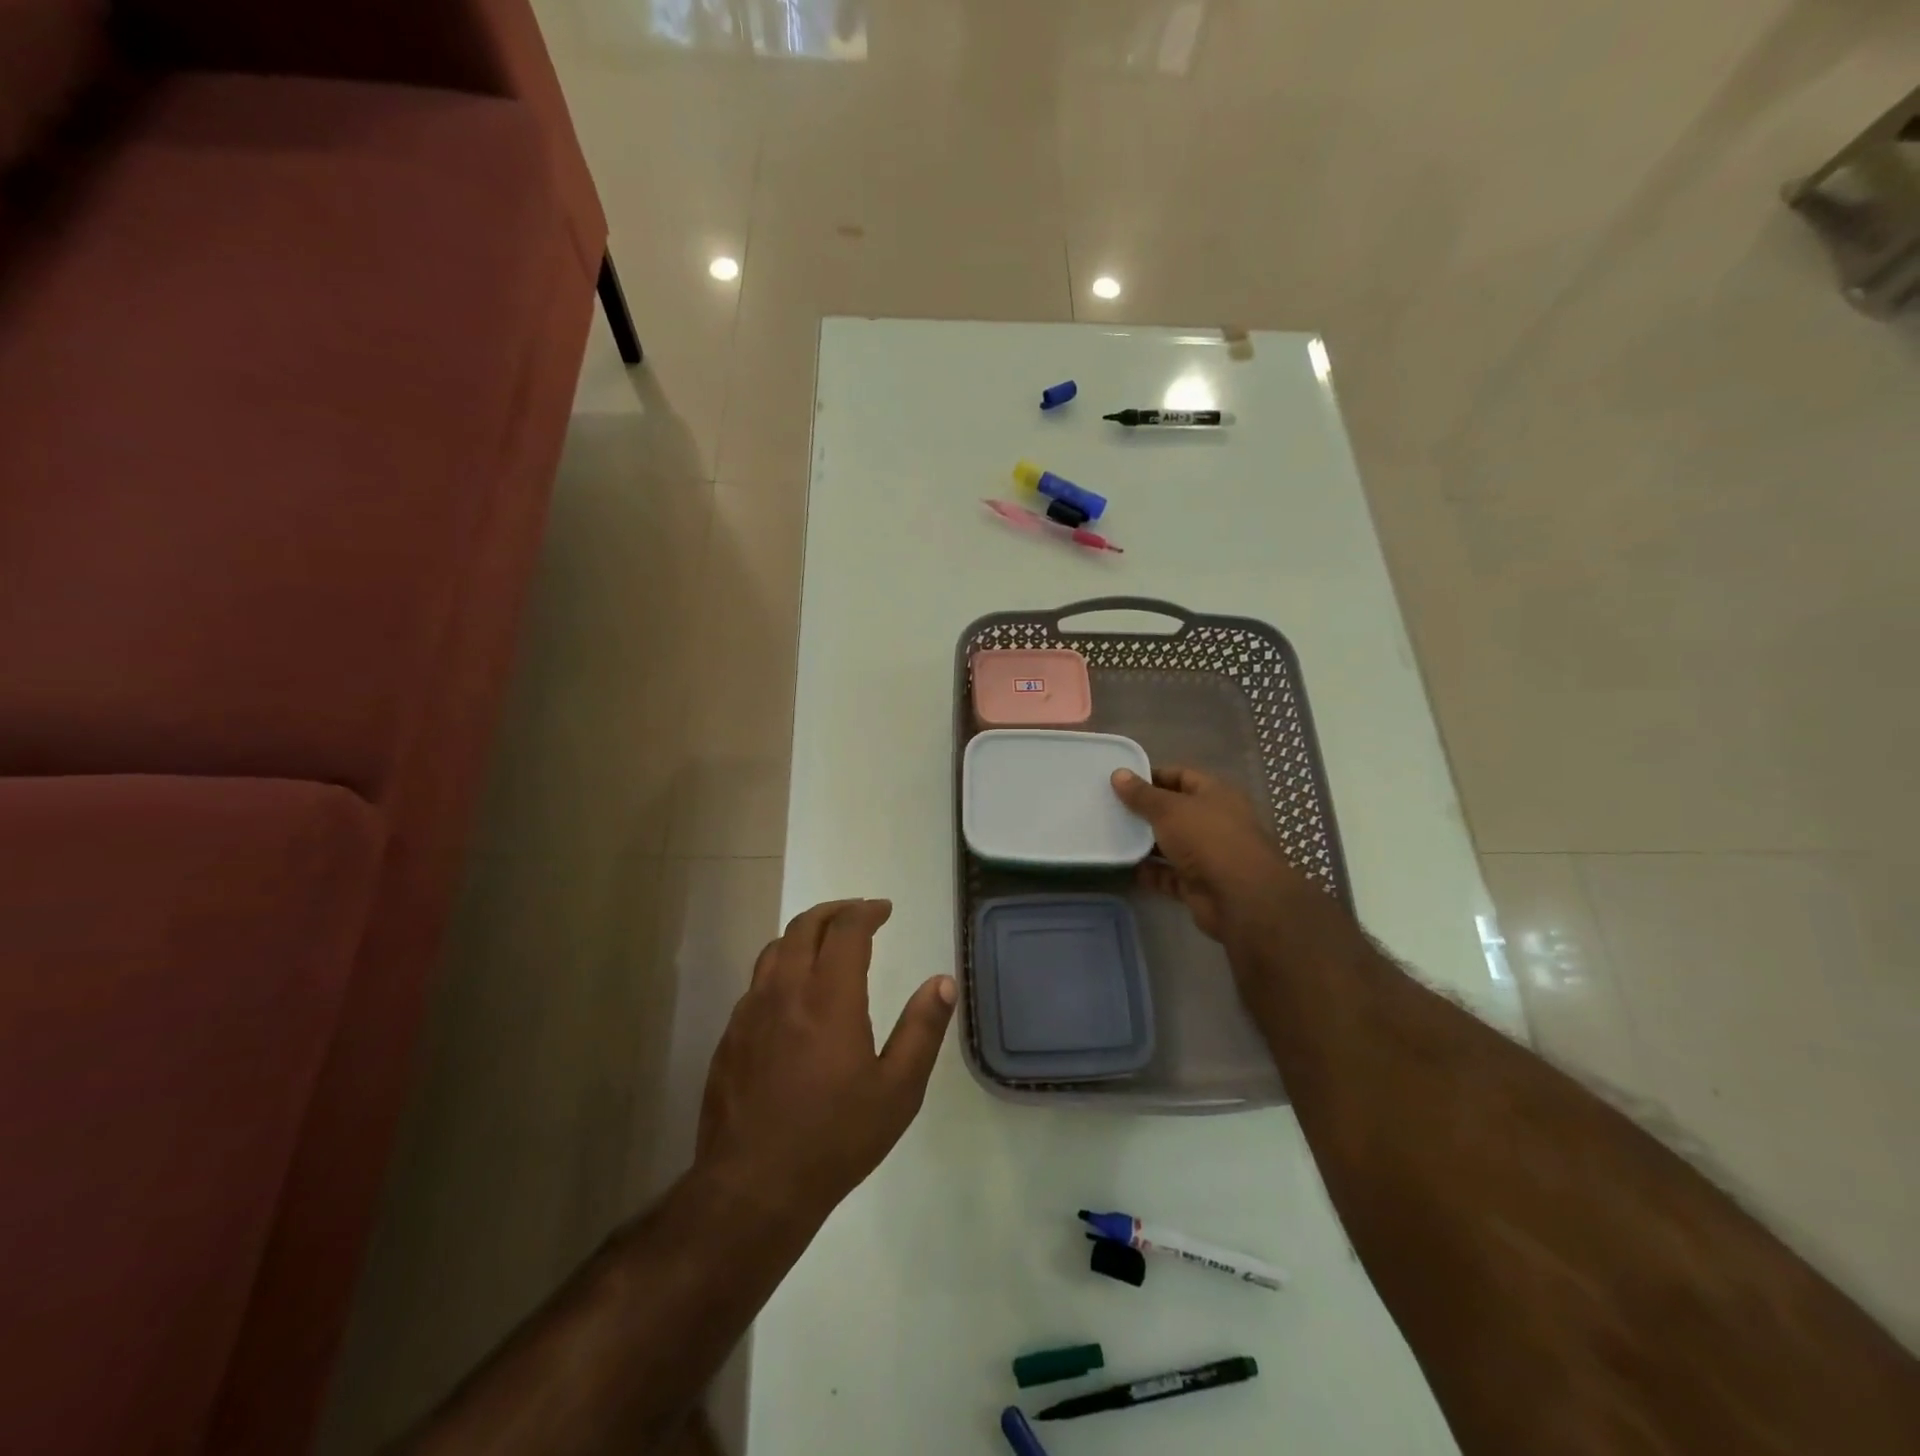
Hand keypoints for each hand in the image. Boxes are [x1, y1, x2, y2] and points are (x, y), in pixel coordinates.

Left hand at [696, 899, 954, 1220]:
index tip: (884, 910)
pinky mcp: (730, 1036)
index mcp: (829, 997)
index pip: (846, 929)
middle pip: (805, 926)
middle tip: (858, 914)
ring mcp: (750, 1012)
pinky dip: (781, 967)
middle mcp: (785, 991)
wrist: (752, 1189)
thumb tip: (942, 982)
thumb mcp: (898, 1090)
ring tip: (826, 943)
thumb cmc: (835, 1139)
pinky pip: (757, 983)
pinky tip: (793, 994)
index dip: (866, 912)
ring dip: (804, 934)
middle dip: (835, 911)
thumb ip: (922, 1029)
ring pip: (775, 949)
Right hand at [1111, 766, 1302, 942]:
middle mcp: (1215, 822)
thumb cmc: (1207, 838)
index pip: (1182, 776)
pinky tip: (1126, 867)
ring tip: (1112, 835)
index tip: (1122, 780)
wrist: (1240, 898)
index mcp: (1216, 794)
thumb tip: (1118, 774)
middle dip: (1146, 811)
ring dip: (1146, 842)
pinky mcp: (1199, 885)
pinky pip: (1169, 875)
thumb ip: (1142, 794)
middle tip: (1110, 808)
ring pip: (1172, 844)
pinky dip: (1151, 872)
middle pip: (1175, 811)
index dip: (1153, 776)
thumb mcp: (1169, 809)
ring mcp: (1208, 855)